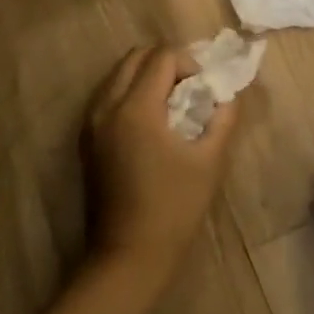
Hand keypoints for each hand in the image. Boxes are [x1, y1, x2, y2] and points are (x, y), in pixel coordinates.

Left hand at [85, 46, 237, 278]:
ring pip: (118, 74)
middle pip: (136, 57)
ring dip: (147, 76)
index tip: (205, 89)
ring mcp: (91, 124)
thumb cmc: (174, 208)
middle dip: (167, 63)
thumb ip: (223, 117)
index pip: (163, 57)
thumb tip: (227, 94)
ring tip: (172, 104)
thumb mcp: (210, 160)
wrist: (128, 257)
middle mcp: (107, 107)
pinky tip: (152, 123)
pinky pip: (108, 96)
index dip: (190, 63)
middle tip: (190, 89)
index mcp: (136, 108)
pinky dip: (130, 93)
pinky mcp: (86, 141)